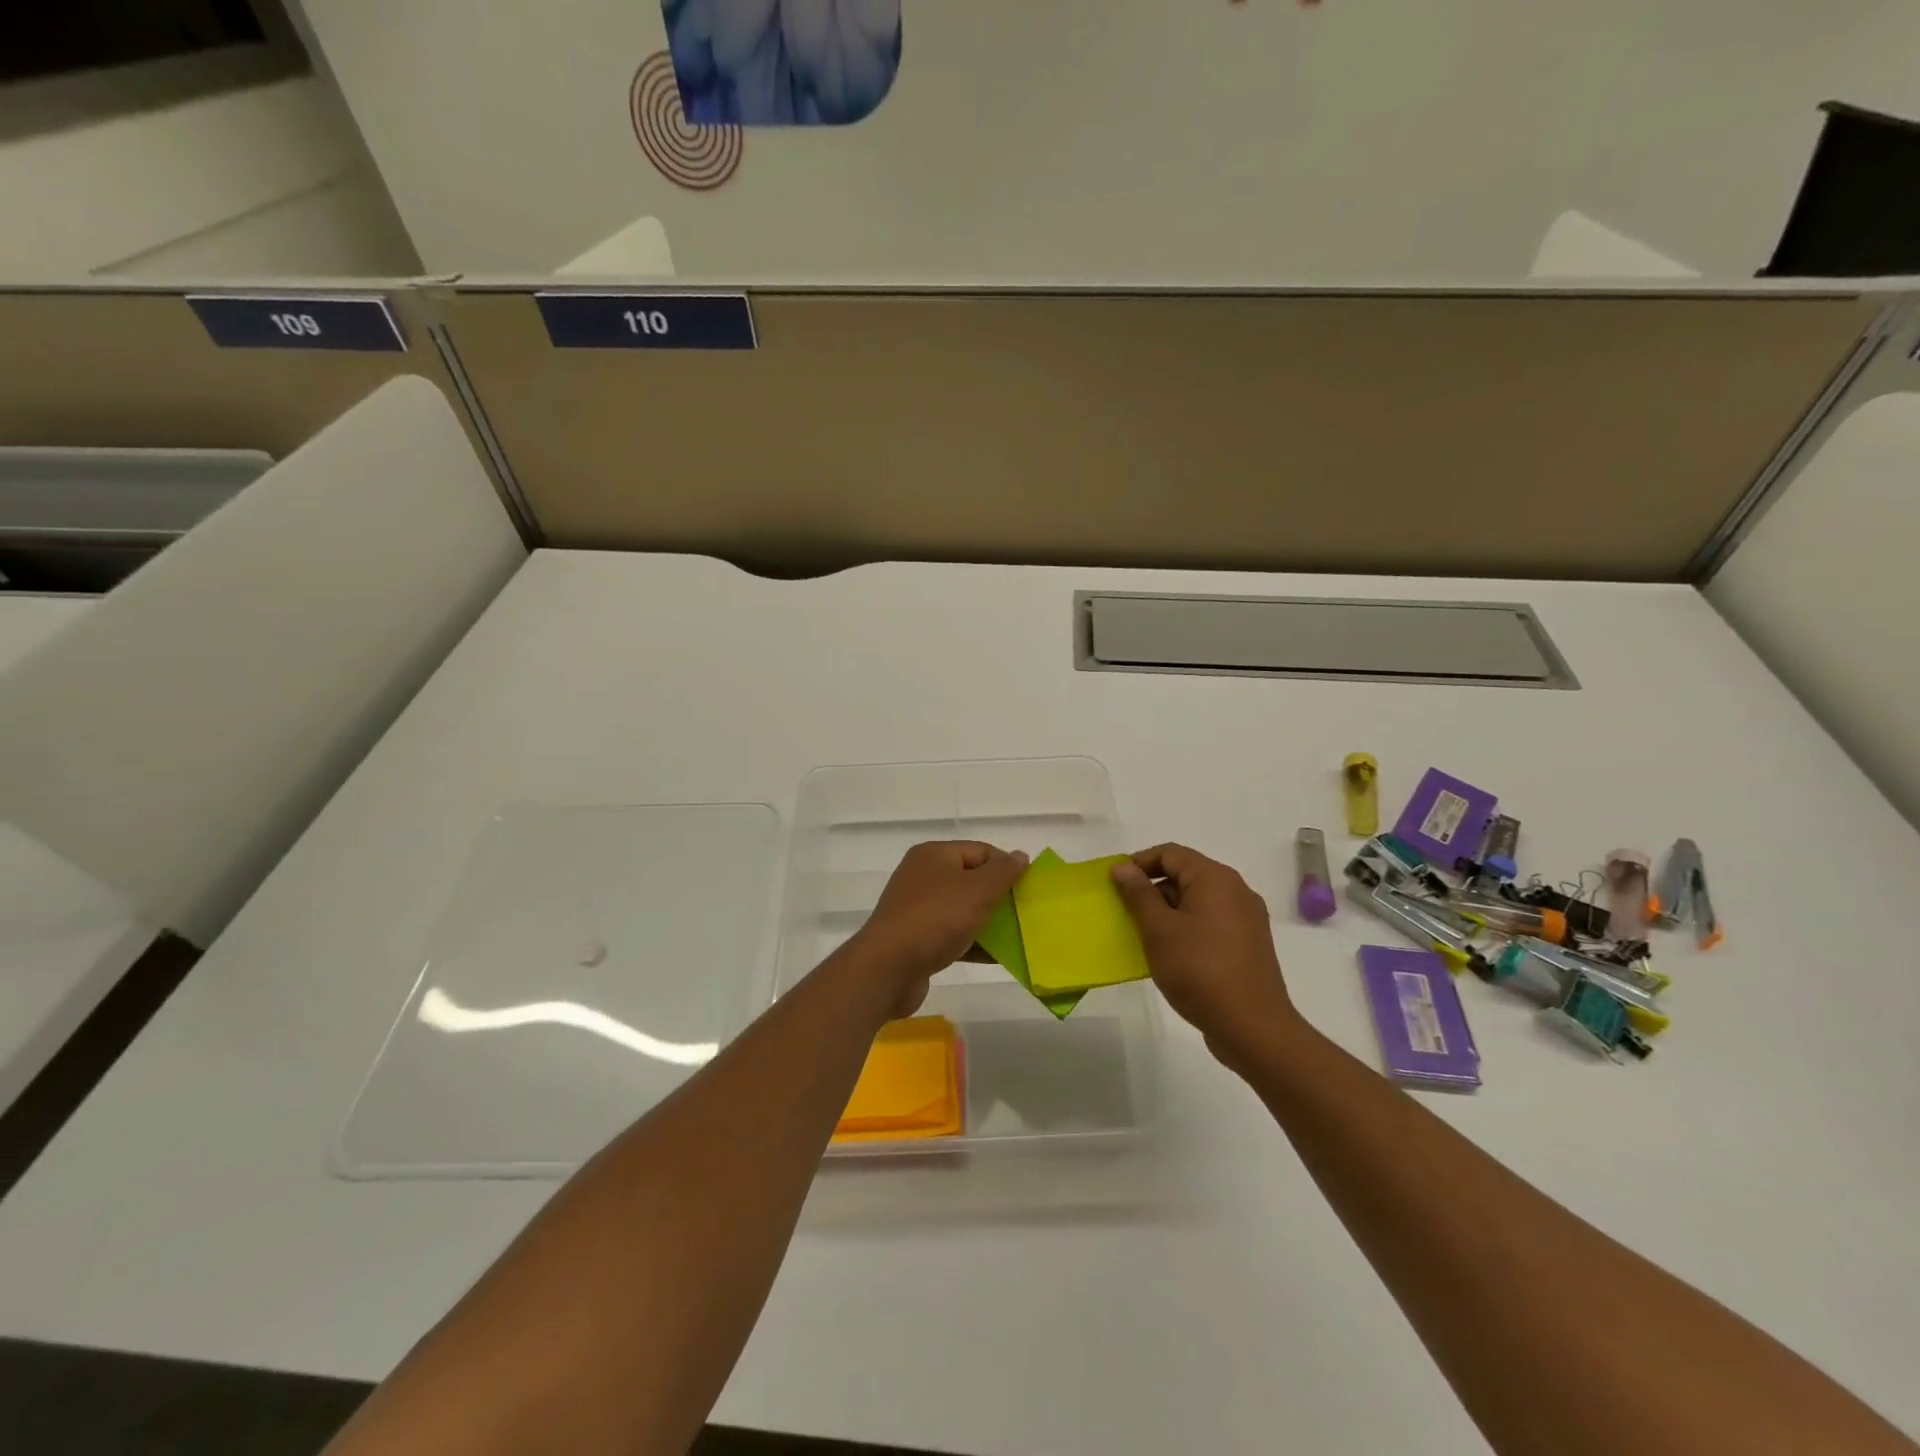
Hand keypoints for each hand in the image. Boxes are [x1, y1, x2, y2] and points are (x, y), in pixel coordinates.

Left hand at [854, 842, 1029, 1017]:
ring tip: (1018, 937)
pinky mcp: (918, 940)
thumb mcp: (977, 890)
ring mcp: (918, 909)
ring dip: (990, 922)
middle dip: (1000, 896)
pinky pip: (954, 936)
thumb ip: (1003, 872)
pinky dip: (974, 943)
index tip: (1029, 888)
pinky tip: (998, 958)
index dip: (1006, 866)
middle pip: (972, 880)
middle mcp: (923, 877)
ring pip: (963, 910)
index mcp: (934, 855)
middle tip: (1026, 913)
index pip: (980, 851)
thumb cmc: (935, 919)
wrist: (888, 968)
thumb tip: (1020, 856)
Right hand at [1112, 844, 1298, 1062]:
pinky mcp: (1250, 943)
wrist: (1253, 1028)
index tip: (1115, 884)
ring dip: (1169, 911)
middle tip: (1126, 913)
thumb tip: (1123, 867)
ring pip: (1198, 900)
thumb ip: (1138, 894)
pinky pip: (1212, 921)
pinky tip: (1172, 954)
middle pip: (1186, 874)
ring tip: (1145, 936)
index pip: (1170, 853)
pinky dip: (1188, 927)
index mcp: (1215, 878)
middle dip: (1152, 889)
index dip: (1138, 863)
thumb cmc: (1199, 971)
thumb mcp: (1159, 930)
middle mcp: (1236, 890)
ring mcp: (1247, 918)